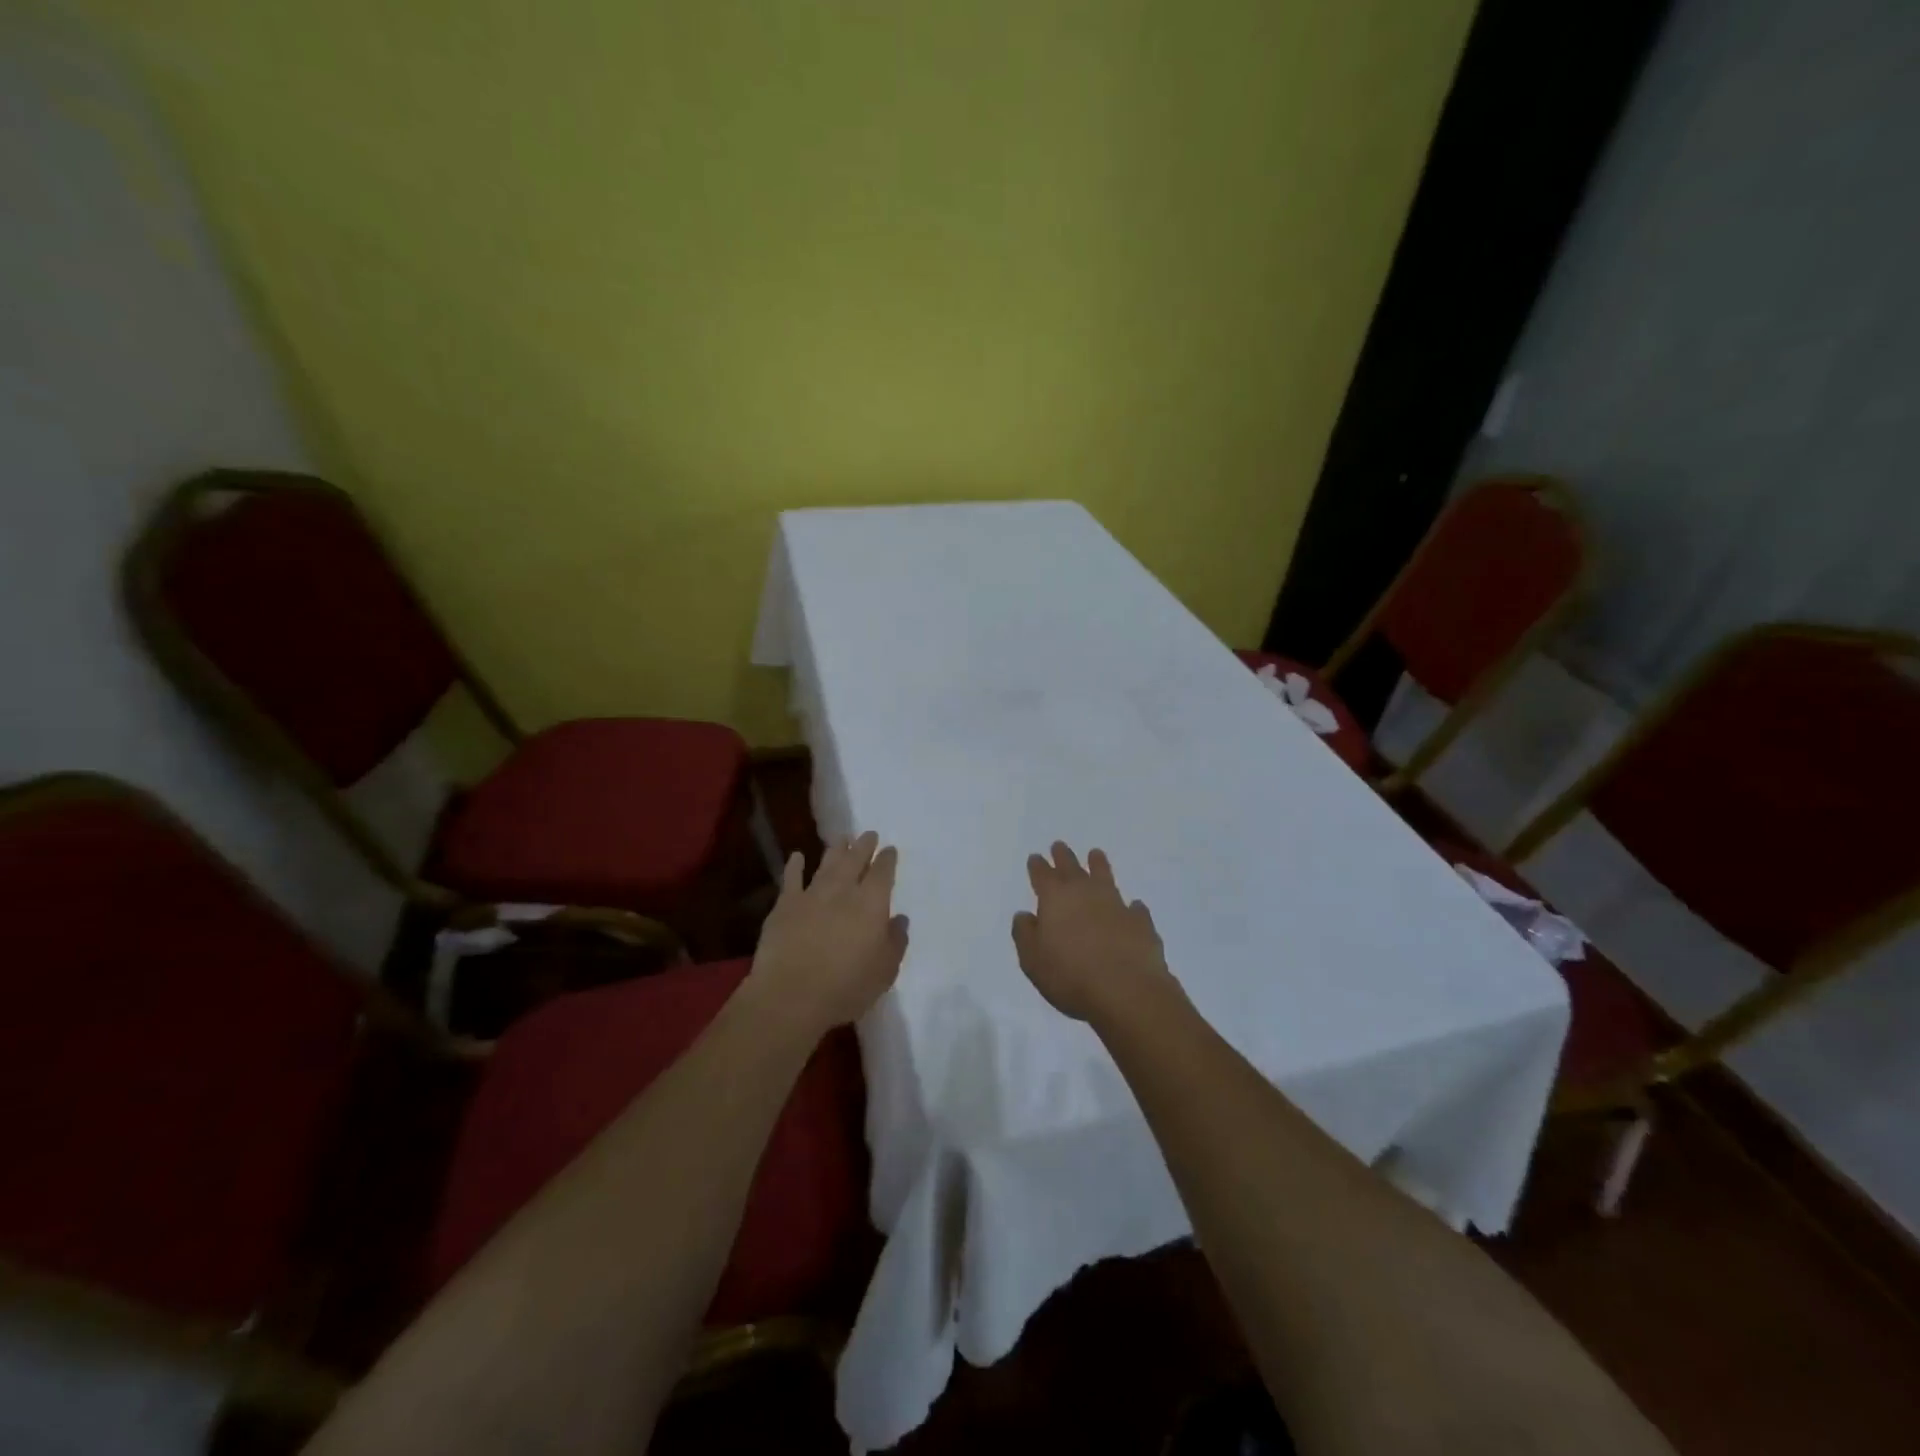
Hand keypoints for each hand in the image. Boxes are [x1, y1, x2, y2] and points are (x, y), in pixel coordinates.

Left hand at [748, 831, 908, 1034]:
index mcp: (872, 904)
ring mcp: (811, 895)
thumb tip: (900, 919)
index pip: (883, 872)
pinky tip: (797, 856)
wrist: (791, 996)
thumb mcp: (885, 971)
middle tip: (868, 834)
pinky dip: (795, 865)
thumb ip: (895, 942)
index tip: (890, 850)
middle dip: (863, 845)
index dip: (887, 859)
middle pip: (855, 859)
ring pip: (827, 864)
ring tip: (841, 838)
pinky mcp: (785, 906)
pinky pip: (791, 878)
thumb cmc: (846, 988)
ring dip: (835, 849)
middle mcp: (843, 891)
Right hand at [1011, 842, 1180, 1024]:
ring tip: (1096, 854)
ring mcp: (1116, 904)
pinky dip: (1131, 906)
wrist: (1127, 990)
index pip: (1043, 875)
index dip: (1037, 866)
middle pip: (1072, 868)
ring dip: (1098, 865)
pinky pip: (1134, 908)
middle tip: (1059, 846)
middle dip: (1063, 856)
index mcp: (1055, 899)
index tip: (1036, 858)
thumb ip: (1025, 935)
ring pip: (1105, 876)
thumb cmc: (1071, 976)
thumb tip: (1025, 915)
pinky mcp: (1140, 922)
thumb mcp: (1033, 961)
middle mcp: (1086, 893)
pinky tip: (1133, 907)